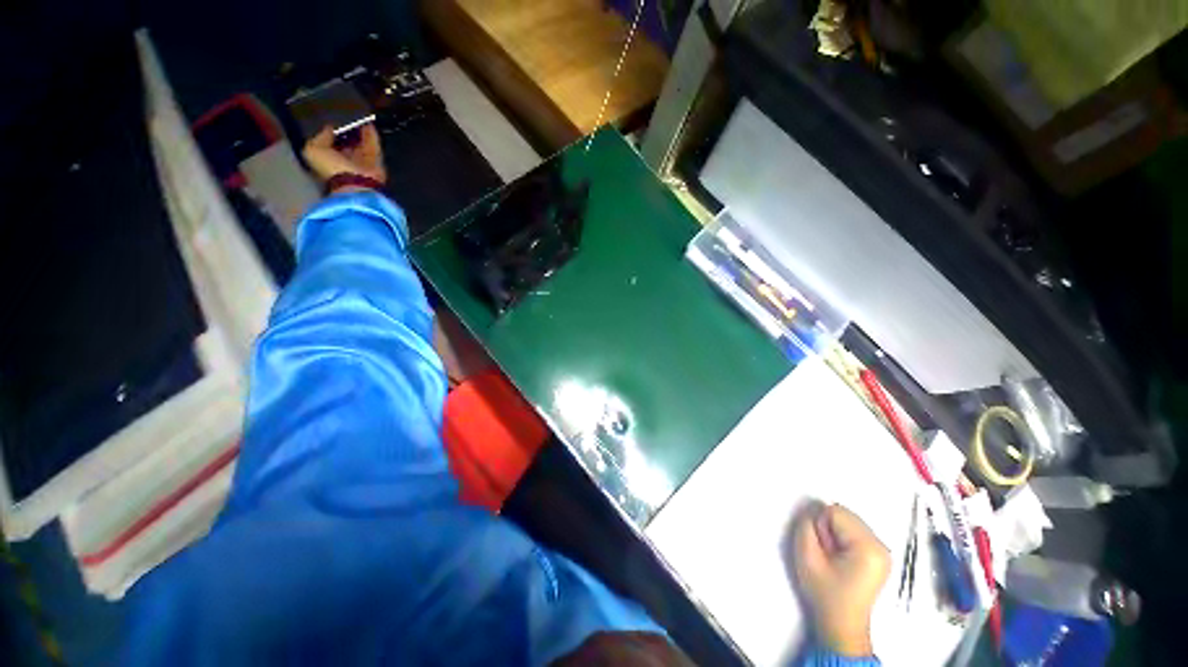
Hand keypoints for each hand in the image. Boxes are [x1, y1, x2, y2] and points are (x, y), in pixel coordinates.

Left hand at [301, 124, 386, 191]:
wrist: (356, 184)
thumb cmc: (331, 168)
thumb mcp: (313, 150)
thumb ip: (320, 137)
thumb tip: (329, 128)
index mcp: (328, 161)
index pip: (328, 145)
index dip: (329, 133)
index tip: (330, 122)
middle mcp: (346, 162)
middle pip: (346, 144)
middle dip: (346, 133)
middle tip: (345, 117)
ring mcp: (363, 162)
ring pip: (361, 144)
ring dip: (360, 132)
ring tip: (357, 116)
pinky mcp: (377, 162)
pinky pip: (374, 144)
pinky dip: (372, 134)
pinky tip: (368, 121)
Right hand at [793, 503, 890, 656]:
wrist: (842, 624)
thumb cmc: (824, 593)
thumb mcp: (806, 557)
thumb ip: (806, 526)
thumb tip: (813, 509)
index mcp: (868, 547)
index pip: (835, 512)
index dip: (821, 526)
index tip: (823, 550)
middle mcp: (882, 545)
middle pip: (845, 514)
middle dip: (830, 528)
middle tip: (828, 555)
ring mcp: (884, 551)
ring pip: (849, 520)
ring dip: (836, 533)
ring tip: (836, 559)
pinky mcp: (880, 555)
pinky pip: (855, 530)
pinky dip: (844, 539)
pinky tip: (844, 560)